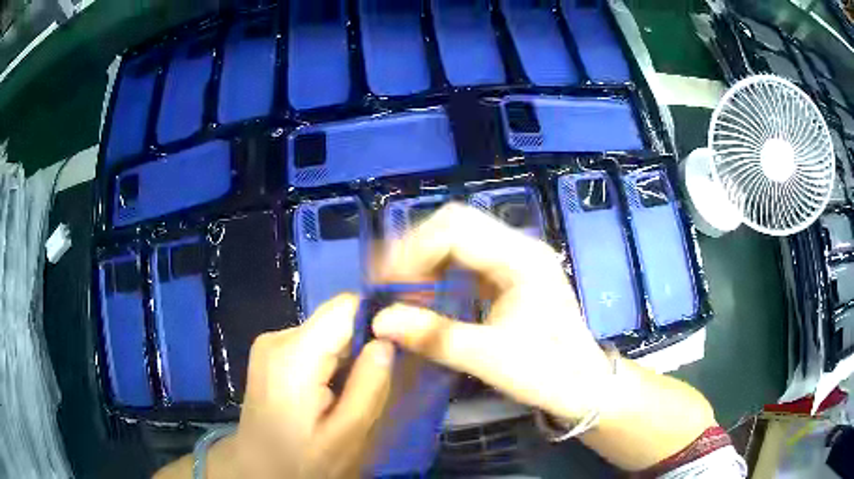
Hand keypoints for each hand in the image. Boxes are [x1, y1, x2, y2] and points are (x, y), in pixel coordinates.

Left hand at [232, 294, 393, 478]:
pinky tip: (326, 396)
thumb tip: (388, 342)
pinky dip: (328, 366)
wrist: (257, 470)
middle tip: (369, 389)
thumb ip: (369, 387)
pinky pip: (312, 346)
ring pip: (327, 334)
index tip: (392, 356)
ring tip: (345, 398)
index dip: (376, 324)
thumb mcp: (346, 436)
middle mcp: (277, 337)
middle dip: (360, 350)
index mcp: (293, 354)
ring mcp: (270, 344)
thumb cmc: (302, 461)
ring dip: (344, 362)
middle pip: (336, 321)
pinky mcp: (270, 355)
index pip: (346, 306)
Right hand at [372, 203, 612, 422]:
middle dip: (415, 248)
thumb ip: (434, 337)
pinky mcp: (511, 273)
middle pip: (456, 222)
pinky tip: (427, 292)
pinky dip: (439, 269)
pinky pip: (466, 256)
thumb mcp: (489, 359)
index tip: (387, 284)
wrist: (583, 384)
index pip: (456, 229)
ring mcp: (517, 258)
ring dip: (425, 257)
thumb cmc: (546, 373)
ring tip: (402, 288)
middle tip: (389, 282)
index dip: (413, 250)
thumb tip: (378, 321)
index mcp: (522, 259)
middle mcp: (520, 247)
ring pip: (459, 236)